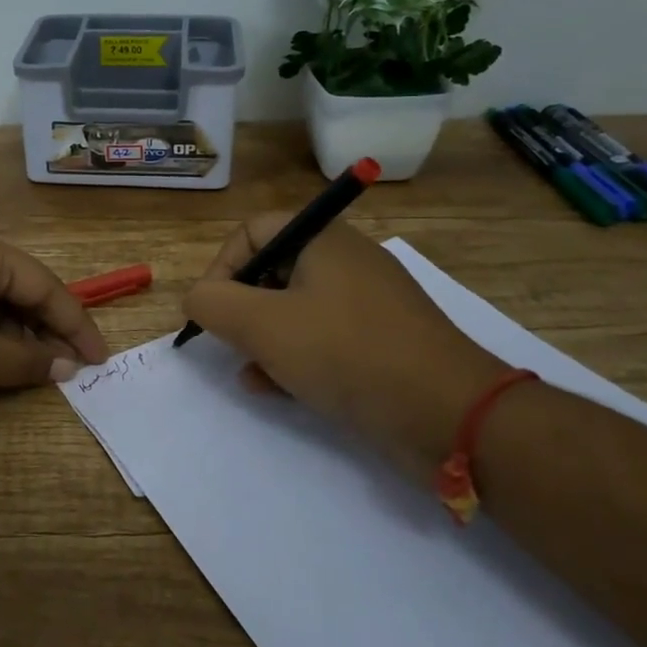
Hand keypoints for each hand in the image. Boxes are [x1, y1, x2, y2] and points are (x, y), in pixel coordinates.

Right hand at [180, 215, 507, 485]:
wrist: (450, 414)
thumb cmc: (346, 353)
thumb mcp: (262, 325)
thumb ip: (213, 303)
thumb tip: (196, 298)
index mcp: (323, 241)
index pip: (253, 231)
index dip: (221, 266)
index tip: (211, 309)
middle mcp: (347, 263)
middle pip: (273, 270)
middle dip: (242, 308)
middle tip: (231, 342)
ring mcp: (368, 305)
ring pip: (296, 310)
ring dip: (264, 339)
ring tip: (251, 372)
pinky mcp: (382, 343)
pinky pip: (324, 339)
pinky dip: (296, 357)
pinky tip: (278, 389)